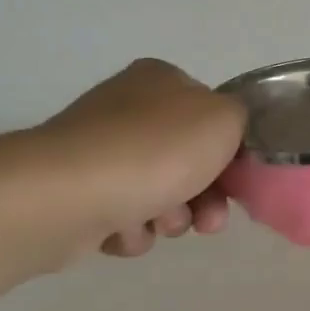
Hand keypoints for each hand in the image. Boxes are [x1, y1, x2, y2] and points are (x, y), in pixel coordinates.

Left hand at [18, 59, 246, 260]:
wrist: (68, 195)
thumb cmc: (155, 150)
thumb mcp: (224, 118)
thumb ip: (241, 118)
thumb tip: (226, 132)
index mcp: (161, 81)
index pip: (212, 117)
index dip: (230, 154)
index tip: (237, 182)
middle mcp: (127, 109)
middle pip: (189, 162)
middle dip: (204, 197)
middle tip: (207, 220)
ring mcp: (99, 152)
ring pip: (159, 194)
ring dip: (170, 217)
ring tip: (157, 223)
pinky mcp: (77, 193)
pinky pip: (123, 218)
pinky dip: (131, 230)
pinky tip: (121, 229)